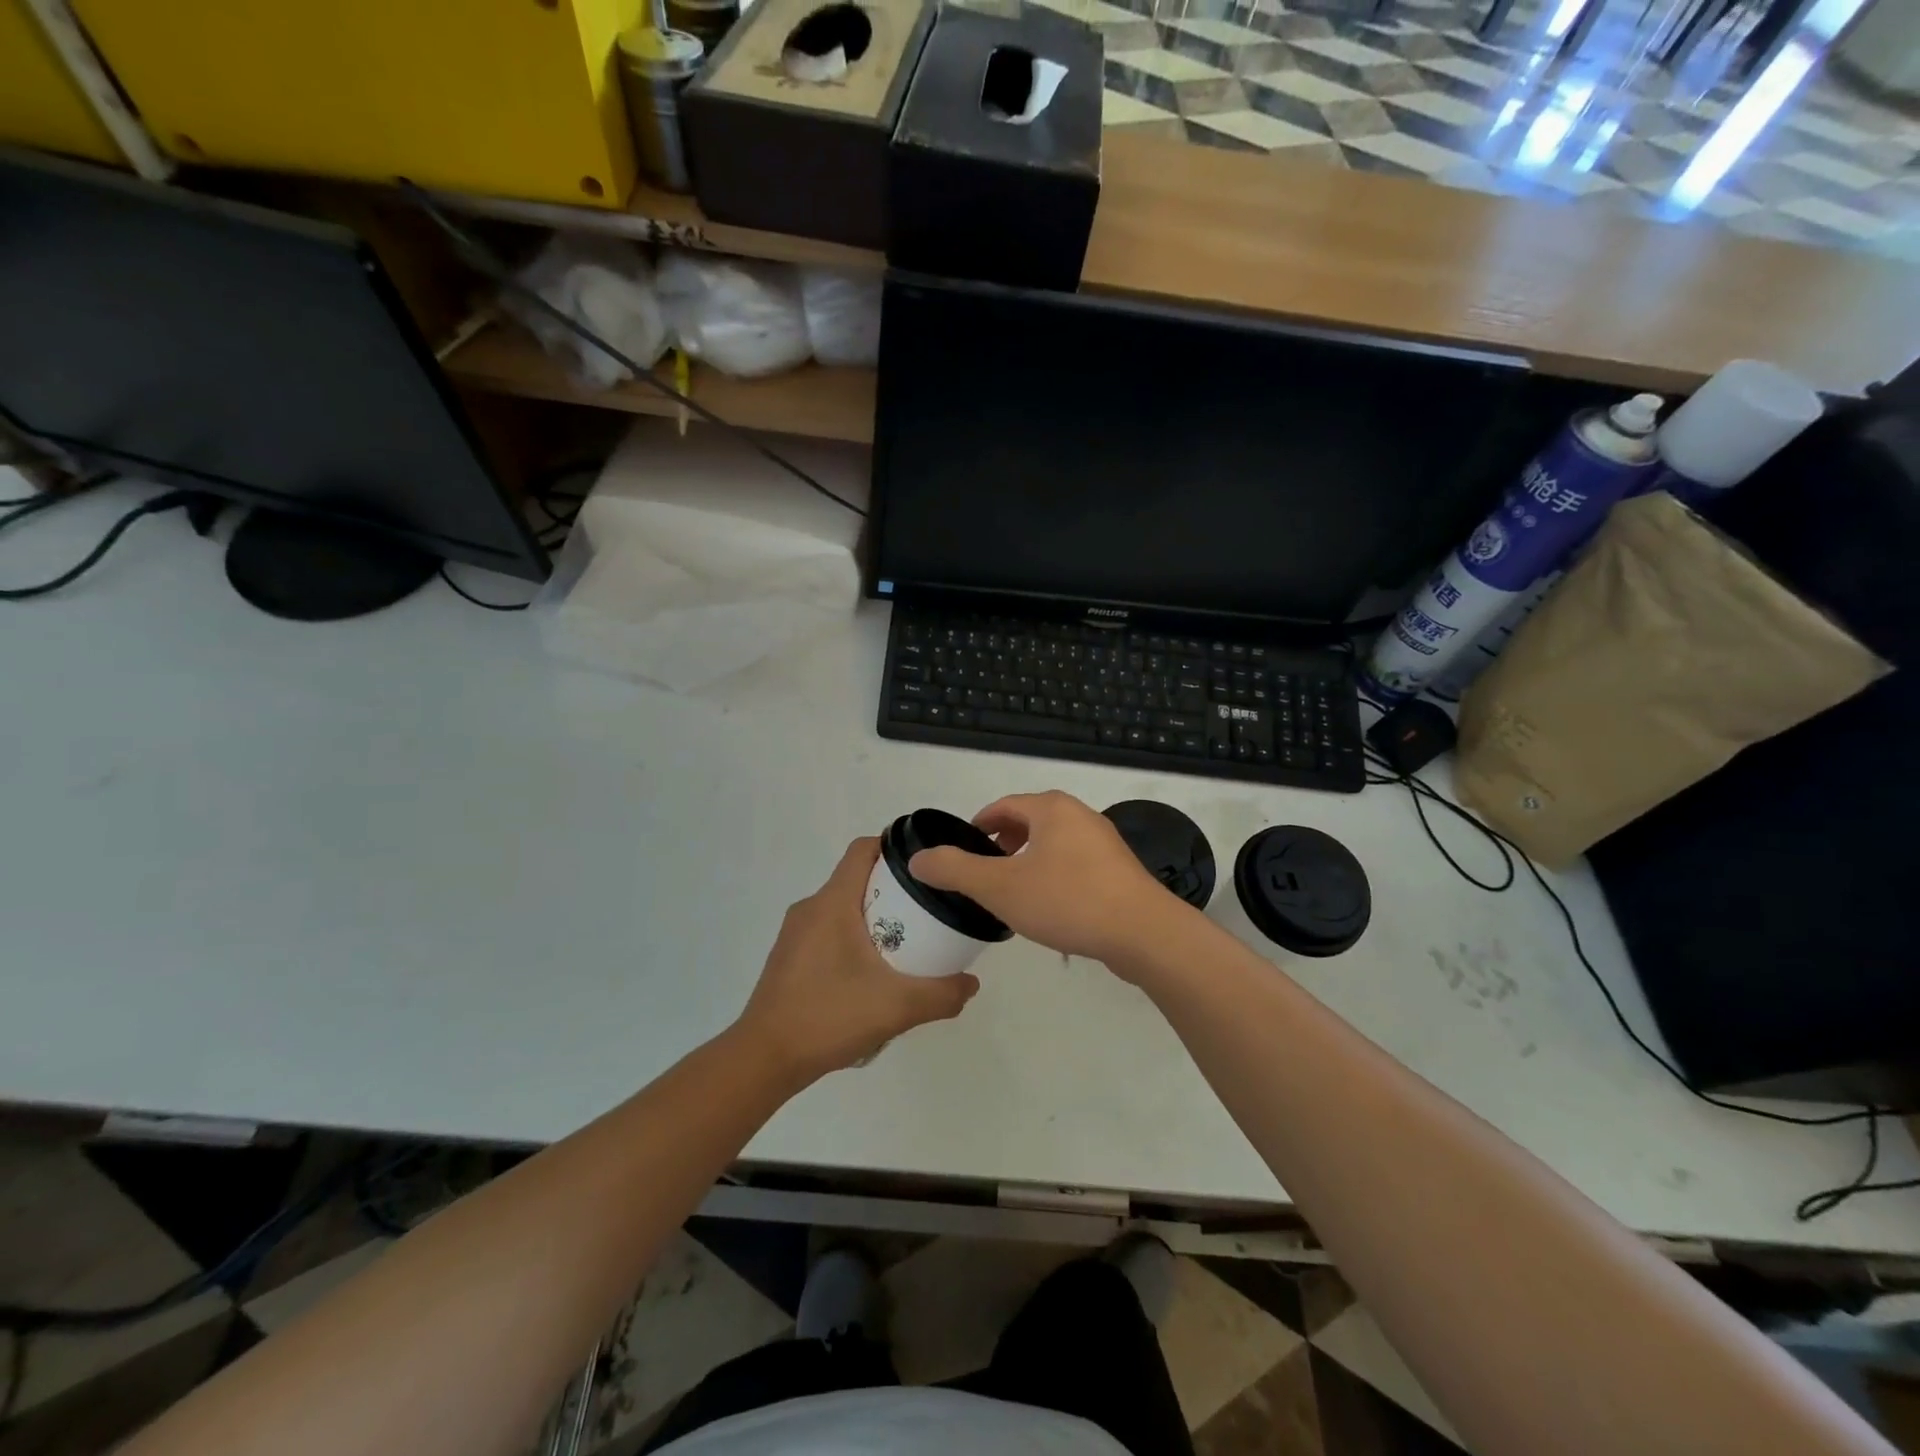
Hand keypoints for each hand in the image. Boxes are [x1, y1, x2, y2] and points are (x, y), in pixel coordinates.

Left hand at [734, 837, 978, 1084]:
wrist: (765, 1059)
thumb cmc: (828, 1016)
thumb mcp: (897, 1007)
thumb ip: (941, 994)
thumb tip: (971, 984)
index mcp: (832, 902)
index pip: (863, 849)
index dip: (895, 848)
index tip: (926, 868)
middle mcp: (811, 908)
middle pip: (857, 878)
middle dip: (894, 888)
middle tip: (927, 911)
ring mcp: (795, 933)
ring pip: (843, 907)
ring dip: (874, 916)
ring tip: (906, 943)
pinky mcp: (790, 957)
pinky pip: (828, 931)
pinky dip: (854, 938)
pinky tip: (871, 974)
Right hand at [909, 790, 1190, 967]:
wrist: (1143, 933)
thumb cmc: (1067, 900)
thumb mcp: (999, 887)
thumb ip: (955, 871)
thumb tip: (917, 859)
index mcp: (1051, 808)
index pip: (1003, 806)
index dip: (979, 825)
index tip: (963, 852)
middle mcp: (1080, 815)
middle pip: (1030, 822)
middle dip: (1003, 844)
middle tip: (985, 873)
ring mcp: (1105, 843)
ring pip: (1054, 845)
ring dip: (1029, 863)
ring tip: (1013, 893)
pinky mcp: (1121, 871)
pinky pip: (1076, 866)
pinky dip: (1055, 877)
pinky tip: (1051, 910)